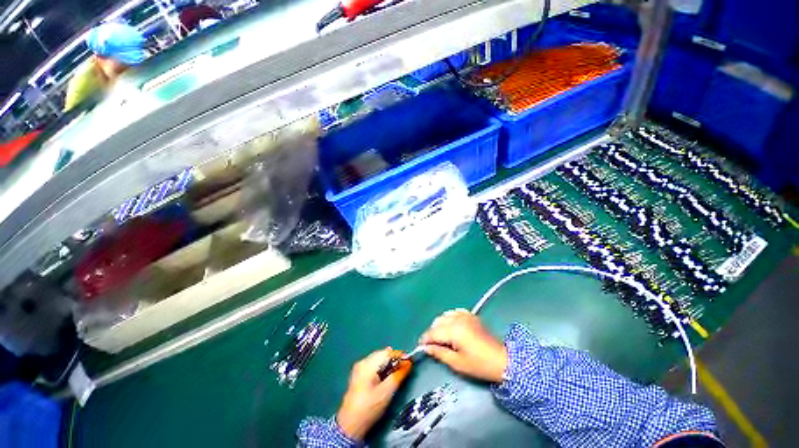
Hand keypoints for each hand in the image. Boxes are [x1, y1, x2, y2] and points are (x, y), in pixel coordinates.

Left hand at [336, 348, 411, 440]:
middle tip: (404, 368)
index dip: (399, 355)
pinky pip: (373, 365)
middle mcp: (362, 362)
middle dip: (394, 359)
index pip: (386, 353)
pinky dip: (382, 368)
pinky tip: (386, 376)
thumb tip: (408, 364)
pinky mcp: (358, 375)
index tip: (410, 361)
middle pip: (382, 354)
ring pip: (378, 359)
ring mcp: (359, 368)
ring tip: (397, 372)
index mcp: (367, 364)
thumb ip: (399, 375)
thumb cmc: (369, 408)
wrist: (350, 425)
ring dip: (388, 364)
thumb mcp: (387, 392)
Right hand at [419, 309, 507, 382]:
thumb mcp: (457, 363)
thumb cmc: (479, 365)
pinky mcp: (471, 315)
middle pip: (437, 322)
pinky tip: (452, 327)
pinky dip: (450, 318)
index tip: (421, 346)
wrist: (502, 360)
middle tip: (433, 345)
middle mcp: (458, 319)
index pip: (433, 332)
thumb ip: (439, 353)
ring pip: (445, 315)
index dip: (425, 339)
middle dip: (433, 332)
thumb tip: (426, 348)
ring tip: (443, 337)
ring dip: (440, 325)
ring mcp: (465, 315)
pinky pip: (455, 312)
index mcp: (454, 330)